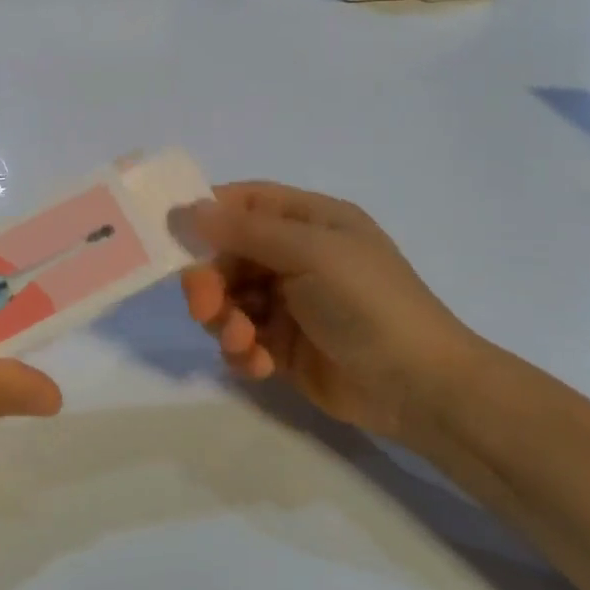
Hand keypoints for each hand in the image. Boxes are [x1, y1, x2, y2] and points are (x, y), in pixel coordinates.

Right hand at [180, 183, 489, 440]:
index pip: (246, 203)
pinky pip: (241, 339)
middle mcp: (295, 257)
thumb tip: (190, 208)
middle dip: (210, 280)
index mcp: (310, 221)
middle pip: (227, 255)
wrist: (418, 387)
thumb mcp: (311, 252)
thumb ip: (247, 230)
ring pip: (228, 300)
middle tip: (202, 305)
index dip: (208, 213)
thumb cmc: (368, 303)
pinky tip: (258, 364)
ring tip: (242, 342)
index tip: (171, 234)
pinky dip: (242, 351)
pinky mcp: (282, 347)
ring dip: (224, 320)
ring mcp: (288, 303)